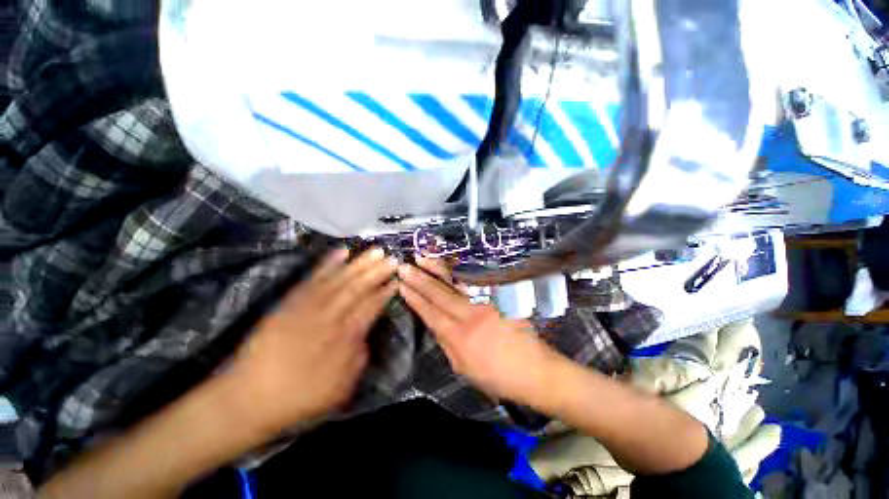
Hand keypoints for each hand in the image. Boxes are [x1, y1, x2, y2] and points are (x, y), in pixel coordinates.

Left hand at [228, 248, 397, 433]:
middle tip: (392, 257)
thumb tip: (365, 335)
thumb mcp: (340, 389)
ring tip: (375, 250)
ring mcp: (307, 307)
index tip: (396, 280)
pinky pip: (312, 279)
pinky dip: (327, 264)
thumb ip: (359, 358)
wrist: (247, 399)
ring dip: (359, 263)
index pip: (370, 307)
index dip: (384, 292)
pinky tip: (340, 253)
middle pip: (357, 288)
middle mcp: (328, 317)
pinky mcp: (290, 302)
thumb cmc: (299, 397)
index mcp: (343, 338)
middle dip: (377, 271)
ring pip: (339, 279)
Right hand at [398, 258, 562, 404]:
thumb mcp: (465, 369)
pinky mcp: (499, 297)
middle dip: (419, 279)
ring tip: (422, 257)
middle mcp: (469, 316)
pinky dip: (460, 270)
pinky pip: (475, 280)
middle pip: (439, 294)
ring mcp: (486, 303)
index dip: (415, 298)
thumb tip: (435, 325)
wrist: (535, 370)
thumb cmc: (498, 376)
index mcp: (459, 338)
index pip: (430, 313)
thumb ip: (447, 345)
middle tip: (404, 266)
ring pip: (456, 282)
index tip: (402, 285)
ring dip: (437, 269)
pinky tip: (450, 261)